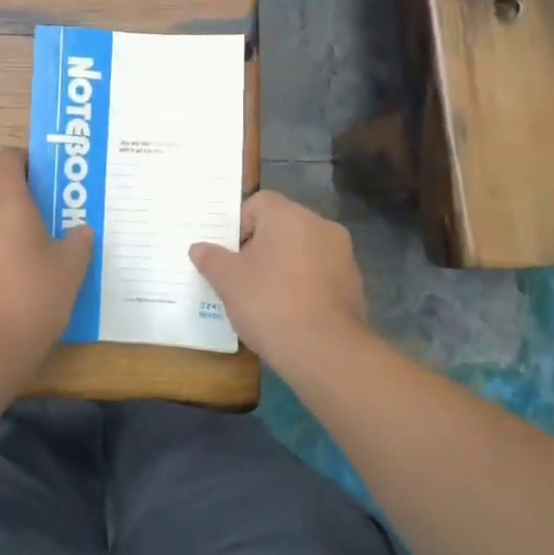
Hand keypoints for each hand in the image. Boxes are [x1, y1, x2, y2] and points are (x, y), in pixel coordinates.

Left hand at [0, 148, 93, 361]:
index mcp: (4, 199)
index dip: (25, 161)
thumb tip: (80, 232)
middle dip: (10, 189)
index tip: (45, 178)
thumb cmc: (33, 297)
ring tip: (22, 246)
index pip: (6, 157)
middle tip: (39, 209)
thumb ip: (78, 242)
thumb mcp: (71, 268)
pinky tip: (0, 281)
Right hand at [189, 191, 372, 368]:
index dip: (238, 225)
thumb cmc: (270, 303)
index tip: (229, 254)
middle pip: (281, 226)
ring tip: (265, 298)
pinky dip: (304, 285)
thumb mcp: (227, 281)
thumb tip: (199, 248)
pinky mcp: (354, 284)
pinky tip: (290, 312)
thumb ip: (211, 258)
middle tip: (242, 276)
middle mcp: (320, 226)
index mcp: (289, 215)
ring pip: (302, 250)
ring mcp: (342, 255)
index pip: (258, 203)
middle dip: (261, 246)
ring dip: (284, 265)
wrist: (325, 352)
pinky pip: (320, 274)